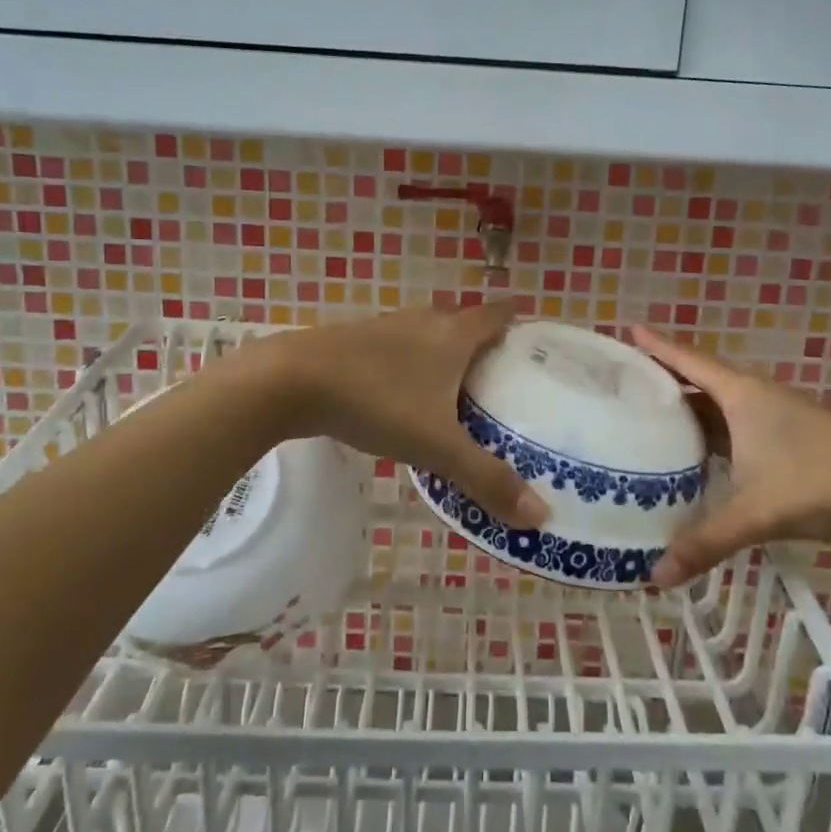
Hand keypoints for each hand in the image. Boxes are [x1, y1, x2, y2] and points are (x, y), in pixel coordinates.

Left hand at [246, 303, 550, 527]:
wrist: (290, 381)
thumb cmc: (376, 402)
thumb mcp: (436, 446)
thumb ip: (486, 479)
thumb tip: (541, 517)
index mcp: (452, 334)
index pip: (497, 314)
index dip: (519, 319)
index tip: (536, 336)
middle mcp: (423, 322)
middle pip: (464, 324)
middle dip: (485, 345)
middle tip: (505, 379)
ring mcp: (385, 329)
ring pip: (428, 336)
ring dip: (445, 356)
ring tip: (460, 392)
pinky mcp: (354, 343)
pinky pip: (398, 350)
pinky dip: (412, 367)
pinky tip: (405, 397)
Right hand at [631, 326, 830, 586]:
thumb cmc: (819, 481)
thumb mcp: (757, 513)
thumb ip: (706, 542)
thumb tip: (656, 576)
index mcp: (740, 395)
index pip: (687, 360)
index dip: (655, 346)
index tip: (625, 330)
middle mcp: (752, 396)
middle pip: (696, 380)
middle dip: (660, 380)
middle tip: (619, 385)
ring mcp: (770, 415)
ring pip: (716, 405)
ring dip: (685, 408)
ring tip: (644, 418)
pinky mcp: (783, 435)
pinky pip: (731, 423)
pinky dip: (707, 431)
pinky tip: (693, 452)